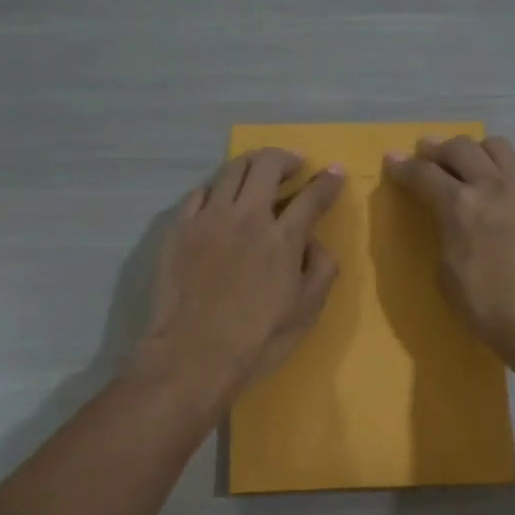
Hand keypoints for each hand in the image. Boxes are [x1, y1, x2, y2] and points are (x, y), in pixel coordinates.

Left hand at [136, 148, 344, 406]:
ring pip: (231, 170)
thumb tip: (314, 242)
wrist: (193, 356)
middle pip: (267, 165)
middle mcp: (246, 217)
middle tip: (295, 165)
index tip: (335, 173)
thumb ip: (321, 269)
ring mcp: (208, 219)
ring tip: (259, 173)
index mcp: (282, 239)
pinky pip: (200, 192)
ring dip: (252, 165)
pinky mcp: (179, 229)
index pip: (312, 196)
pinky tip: (221, 199)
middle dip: (286, 158)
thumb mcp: (307, 312)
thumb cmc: (257, 340)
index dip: (328, 181)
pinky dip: (218, 188)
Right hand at [384, 134, 514, 367]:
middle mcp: (491, 185)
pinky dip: (501, 170)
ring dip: (474, 151)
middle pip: (459, 147)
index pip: (423, 173)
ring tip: (467, 165)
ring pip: (496, 146)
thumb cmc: (487, 306)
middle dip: (437, 149)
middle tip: (426, 156)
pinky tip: (498, 189)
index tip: (392, 160)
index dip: (403, 166)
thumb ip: (445, 234)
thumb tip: (450, 221)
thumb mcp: (447, 272)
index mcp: (459, 206)